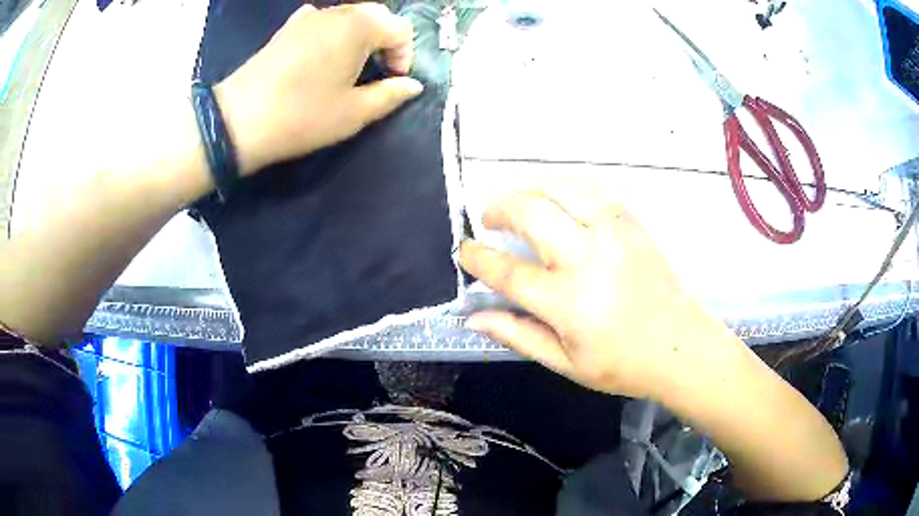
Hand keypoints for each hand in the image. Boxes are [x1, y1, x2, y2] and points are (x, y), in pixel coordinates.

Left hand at [214, 3, 422, 174]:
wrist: (238, 121)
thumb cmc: (302, 116)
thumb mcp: (354, 113)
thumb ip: (390, 95)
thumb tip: (412, 85)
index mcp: (360, 26)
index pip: (400, 29)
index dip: (405, 55)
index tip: (393, 82)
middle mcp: (337, 12)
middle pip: (376, 16)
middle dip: (384, 42)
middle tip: (375, 73)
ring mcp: (308, 17)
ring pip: (347, 16)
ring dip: (359, 37)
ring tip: (348, 66)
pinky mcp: (286, 28)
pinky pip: (319, 21)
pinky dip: (330, 32)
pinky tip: (321, 51)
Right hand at [459, 190, 737, 400]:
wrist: (682, 348)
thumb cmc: (622, 364)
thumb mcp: (564, 363)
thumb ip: (517, 335)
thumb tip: (473, 318)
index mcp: (567, 301)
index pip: (507, 270)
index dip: (478, 258)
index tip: (466, 251)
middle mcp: (586, 258)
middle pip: (531, 212)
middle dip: (499, 207)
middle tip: (489, 219)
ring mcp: (613, 234)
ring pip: (560, 191)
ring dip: (531, 192)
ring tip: (520, 206)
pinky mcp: (631, 224)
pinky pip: (590, 193)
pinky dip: (564, 191)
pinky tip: (558, 203)